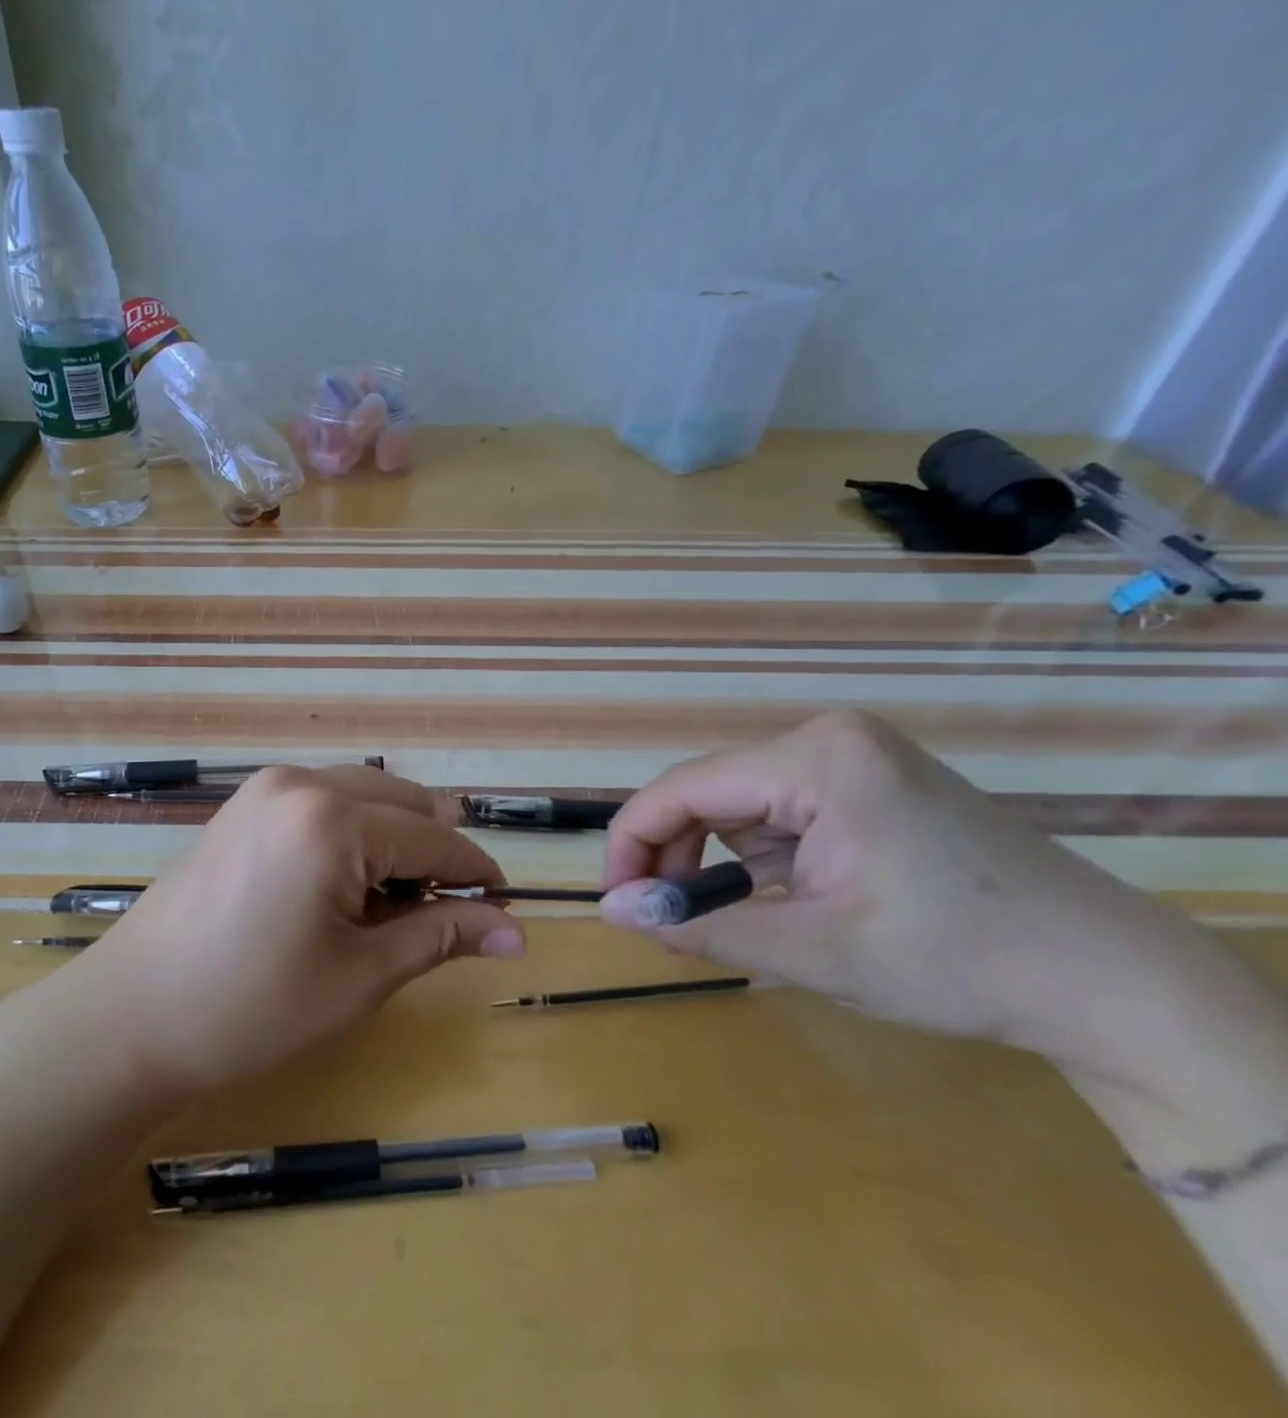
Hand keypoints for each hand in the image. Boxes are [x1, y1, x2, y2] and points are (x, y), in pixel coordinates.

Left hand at [85, 765, 525, 1096]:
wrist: (133, 1014)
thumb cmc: (252, 1007)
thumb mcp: (360, 977)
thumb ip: (440, 936)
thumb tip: (516, 931)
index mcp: (331, 819)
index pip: (433, 837)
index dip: (476, 874)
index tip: (506, 911)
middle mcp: (299, 782)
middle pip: (402, 802)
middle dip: (433, 853)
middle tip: (441, 918)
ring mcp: (265, 787)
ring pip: (363, 795)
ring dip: (393, 840)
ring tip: (389, 907)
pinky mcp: (244, 803)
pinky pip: (323, 801)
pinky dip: (352, 833)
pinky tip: (342, 885)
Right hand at [599, 710, 1256, 1081]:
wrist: (1113, 982)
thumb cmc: (958, 962)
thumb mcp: (812, 951)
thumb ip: (698, 927)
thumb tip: (610, 913)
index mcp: (814, 759)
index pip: (681, 789)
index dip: (633, 845)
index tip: (618, 905)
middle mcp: (825, 739)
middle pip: (707, 791)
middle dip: (677, 855)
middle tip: (667, 922)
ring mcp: (851, 756)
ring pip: (737, 803)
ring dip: (718, 859)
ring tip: (733, 918)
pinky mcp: (866, 781)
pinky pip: (776, 810)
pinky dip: (758, 856)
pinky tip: (781, 897)